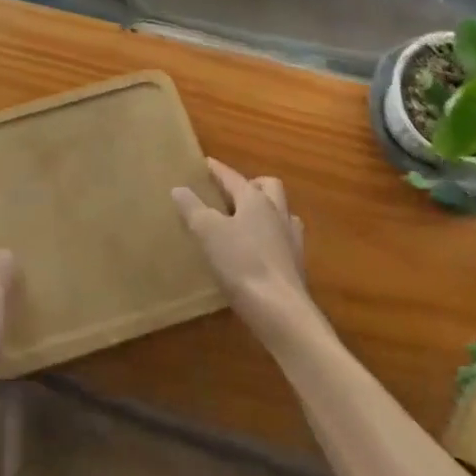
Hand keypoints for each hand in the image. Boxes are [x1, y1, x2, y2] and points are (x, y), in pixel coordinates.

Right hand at [172, 159, 311, 337]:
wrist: (281, 312)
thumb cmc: (242, 264)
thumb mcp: (208, 232)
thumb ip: (193, 208)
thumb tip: (179, 188)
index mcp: (256, 199)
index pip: (233, 177)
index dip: (217, 170)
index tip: (205, 163)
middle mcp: (278, 212)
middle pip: (269, 187)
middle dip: (251, 184)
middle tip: (231, 193)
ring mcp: (291, 239)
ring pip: (281, 212)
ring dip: (266, 211)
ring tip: (246, 222)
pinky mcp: (296, 265)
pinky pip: (284, 239)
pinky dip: (271, 238)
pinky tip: (258, 252)